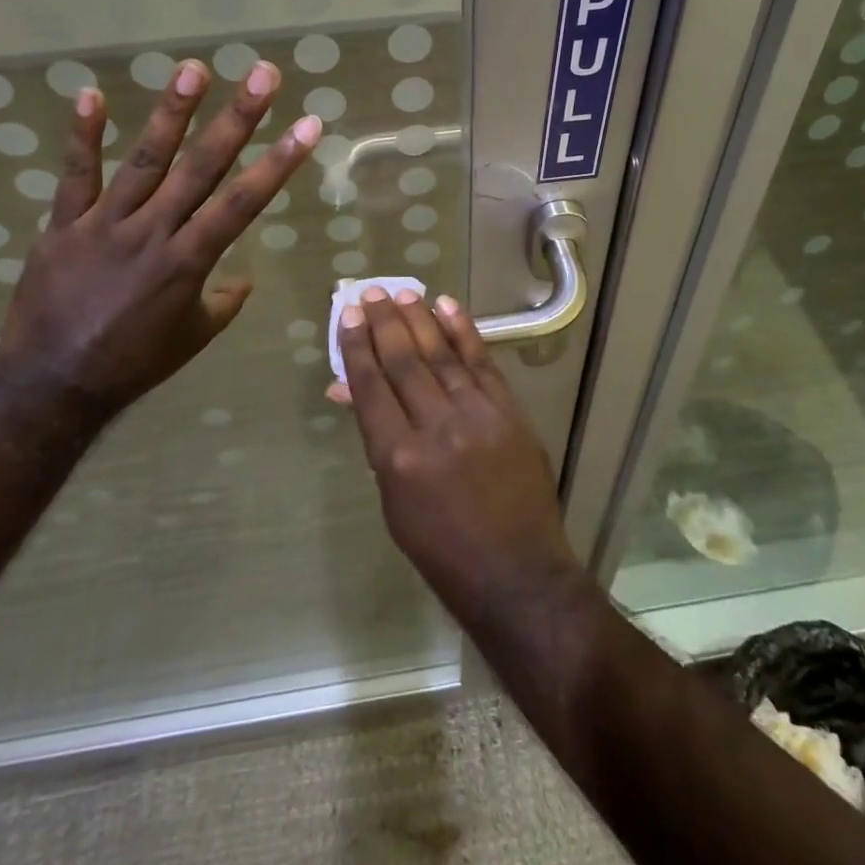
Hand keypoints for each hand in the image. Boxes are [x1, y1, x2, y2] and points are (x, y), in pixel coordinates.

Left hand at [0, 59, 319, 415]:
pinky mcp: (63, 225)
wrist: (52, 385)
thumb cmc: (133, 363)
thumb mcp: (193, 338)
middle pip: (202, 167)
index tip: (308, 125)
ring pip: (144, 160)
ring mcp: (105, 224)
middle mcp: (154, 232)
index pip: (244, 202)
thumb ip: (222, 303)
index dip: (279, 162)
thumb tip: (243, 281)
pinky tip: (90, 94)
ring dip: (172, 113)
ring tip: (193, 69)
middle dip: (238, 118)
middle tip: (263, 74)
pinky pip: (75, 176)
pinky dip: (82, 136)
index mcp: (189, 261)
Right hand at [332, 289, 589, 628]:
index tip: (347, 316)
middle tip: (370, 293)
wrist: (517, 573)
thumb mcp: (395, 501)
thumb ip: (377, 439)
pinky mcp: (509, 412)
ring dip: (419, 318)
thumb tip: (348, 389)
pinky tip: (446, 306)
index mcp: (398, 459)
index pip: (371, 386)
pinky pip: (481, 362)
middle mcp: (436, 428)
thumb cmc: (443, 549)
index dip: (356, 346)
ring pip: (440, 354)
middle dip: (384, 323)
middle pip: (403, 362)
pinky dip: (463, 331)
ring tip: (401, 291)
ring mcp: (477, 416)